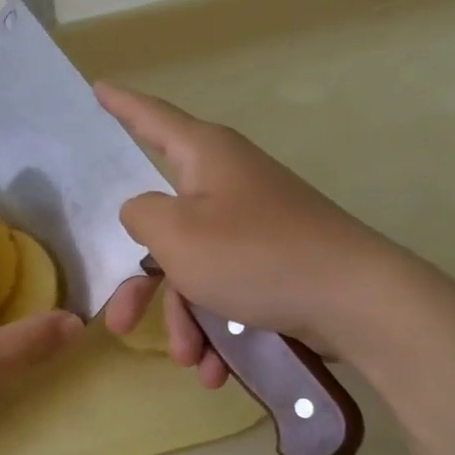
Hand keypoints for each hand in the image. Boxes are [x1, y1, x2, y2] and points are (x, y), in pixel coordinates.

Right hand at [95, 84, 414, 385]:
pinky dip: (218, 323)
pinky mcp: (275, 258)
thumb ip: (141, 214)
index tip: (98, 88)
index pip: (151, 118)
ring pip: (195, 266)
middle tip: (119, 322)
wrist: (357, 300)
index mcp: (205, 156)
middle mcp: (228, 181)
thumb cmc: (254, 255)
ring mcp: (254, 221)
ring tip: (190, 360)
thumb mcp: (176, 234)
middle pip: (164, 223)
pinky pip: (228, 286)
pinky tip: (218, 366)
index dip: (121, 104)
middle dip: (142, 281)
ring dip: (184, 316)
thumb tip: (142, 210)